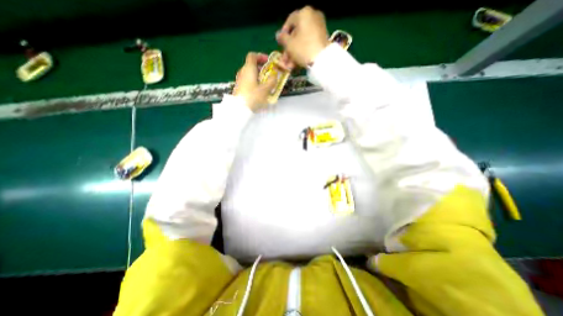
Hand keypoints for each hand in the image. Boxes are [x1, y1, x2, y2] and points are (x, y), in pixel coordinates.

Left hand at [233, 50, 275, 110]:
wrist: (240, 109)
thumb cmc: (253, 97)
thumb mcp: (266, 89)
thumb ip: (272, 80)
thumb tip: (274, 74)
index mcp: (248, 69)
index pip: (253, 56)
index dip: (261, 56)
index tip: (268, 62)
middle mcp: (242, 72)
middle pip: (251, 65)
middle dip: (262, 68)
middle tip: (270, 75)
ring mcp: (240, 80)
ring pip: (250, 74)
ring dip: (258, 76)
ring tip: (266, 84)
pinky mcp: (239, 88)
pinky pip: (248, 81)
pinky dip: (254, 82)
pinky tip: (259, 91)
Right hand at [275, 6, 327, 65]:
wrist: (321, 60)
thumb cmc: (303, 49)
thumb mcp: (289, 44)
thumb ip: (282, 38)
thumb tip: (278, 34)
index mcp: (304, 13)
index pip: (290, 21)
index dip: (283, 33)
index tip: (280, 44)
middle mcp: (313, 16)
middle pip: (296, 33)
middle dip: (289, 48)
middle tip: (284, 60)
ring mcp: (319, 27)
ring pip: (302, 40)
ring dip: (294, 53)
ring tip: (289, 66)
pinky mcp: (323, 38)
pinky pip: (309, 43)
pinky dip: (302, 52)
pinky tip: (297, 63)